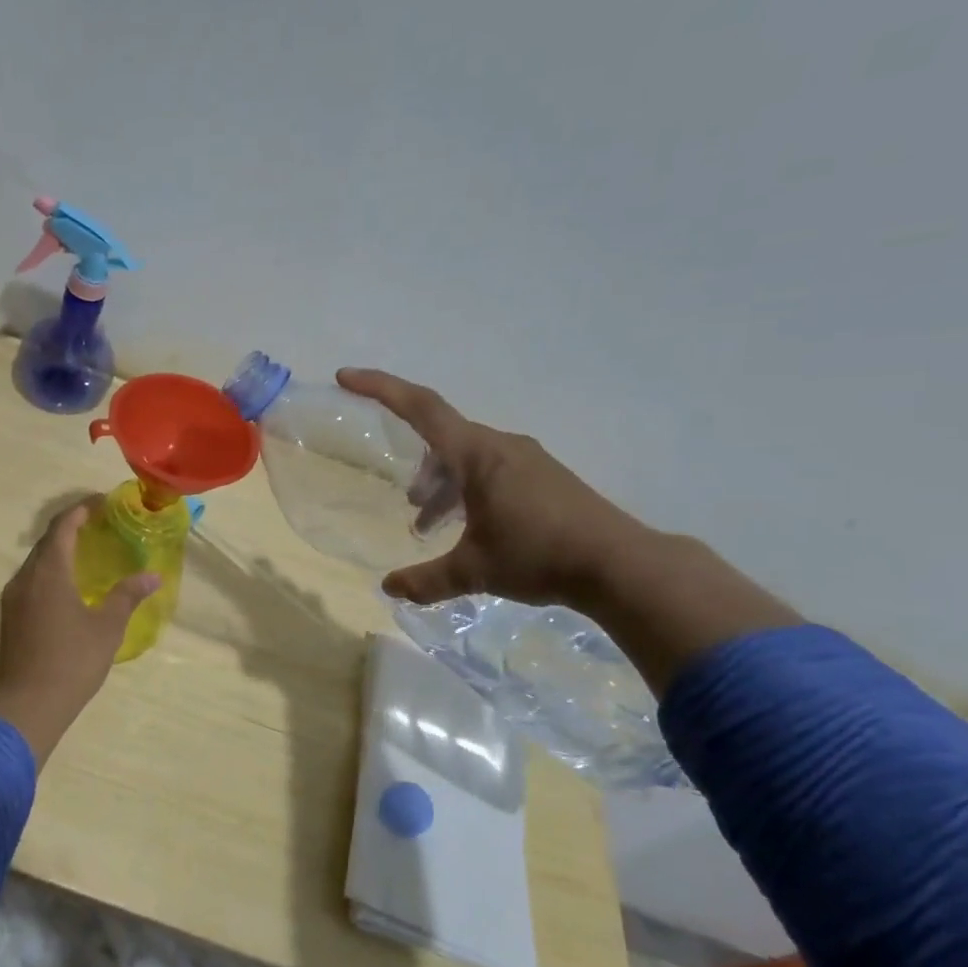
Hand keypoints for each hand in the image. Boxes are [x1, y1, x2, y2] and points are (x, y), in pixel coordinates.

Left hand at [0, 498, 159, 763]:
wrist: (28, 706)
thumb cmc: (72, 661)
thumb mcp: (107, 627)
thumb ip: (128, 596)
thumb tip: (153, 576)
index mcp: (49, 572)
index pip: (63, 526)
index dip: (81, 509)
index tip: (102, 502)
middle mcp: (25, 578)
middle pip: (46, 541)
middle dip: (71, 528)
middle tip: (99, 525)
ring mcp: (12, 599)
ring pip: (36, 562)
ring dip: (58, 551)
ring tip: (86, 554)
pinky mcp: (9, 618)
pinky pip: (30, 582)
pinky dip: (49, 573)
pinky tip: (67, 588)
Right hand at [337, 368, 650, 607]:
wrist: (621, 565)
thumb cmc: (539, 555)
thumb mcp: (474, 571)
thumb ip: (426, 580)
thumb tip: (388, 589)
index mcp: (477, 454)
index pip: (420, 407)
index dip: (380, 388)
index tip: (346, 377)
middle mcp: (500, 447)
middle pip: (443, 438)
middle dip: (419, 467)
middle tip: (410, 507)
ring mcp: (527, 460)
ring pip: (467, 458)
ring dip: (443, 485)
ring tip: (431, 525)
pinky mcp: (544, 477)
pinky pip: (491, 470)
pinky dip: (468, 490)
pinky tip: (471, 528)